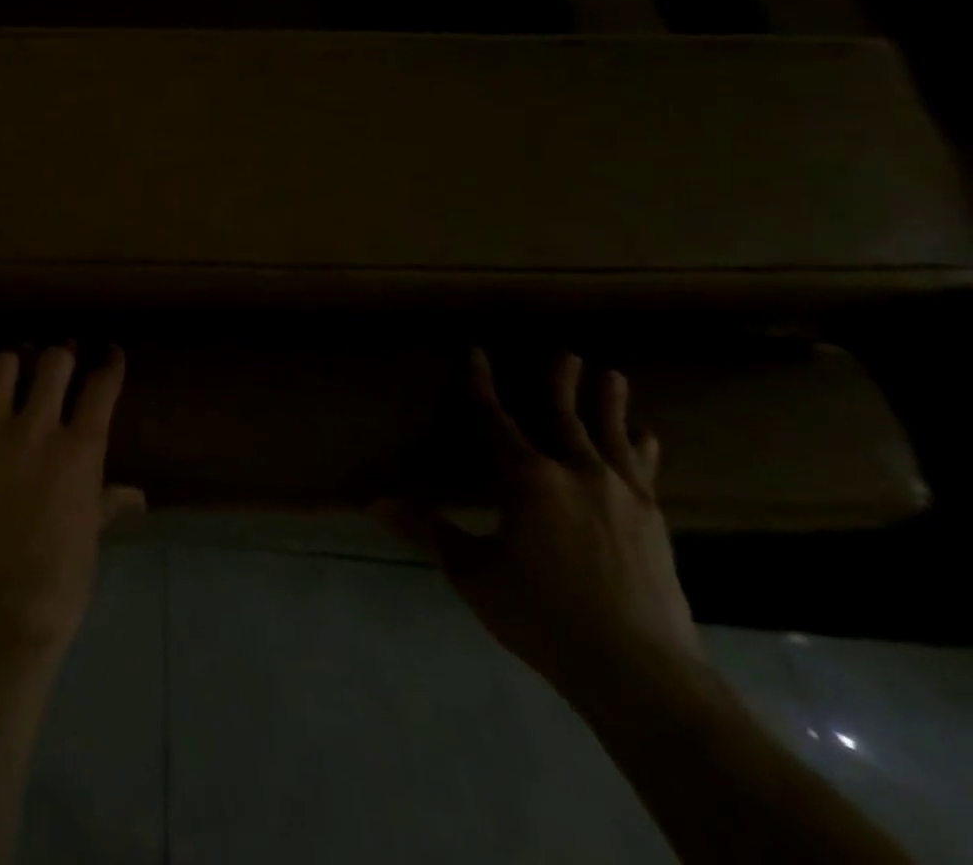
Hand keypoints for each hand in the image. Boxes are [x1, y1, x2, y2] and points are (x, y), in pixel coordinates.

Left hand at [0, 345, 146, 652]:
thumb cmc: (58, 584)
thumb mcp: (90, 539)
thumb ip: (107, 504)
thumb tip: (135, 495)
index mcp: (80, 451)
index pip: (101, 387)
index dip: (108, 362)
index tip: (108, 352)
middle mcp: (36, 431)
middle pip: (53, 362)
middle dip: (61, 353)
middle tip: (60, 356)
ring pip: (0, 367)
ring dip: (12, 359)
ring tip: (13, 362)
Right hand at [379, 351, 705, 705]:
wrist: (641, 673)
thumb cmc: (542, 616)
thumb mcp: (472, 571)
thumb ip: (427, 529)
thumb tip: (373, 501)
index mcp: (528, 479)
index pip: (496, 419)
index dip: (482, 385)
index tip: (477, 352)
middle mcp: (576, 473)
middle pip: (563, 416)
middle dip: (559, 382)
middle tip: (565, 351)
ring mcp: (622, 496)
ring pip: (610, 436)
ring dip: (608, 403)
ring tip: (611, 375)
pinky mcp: (653, 521)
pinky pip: (644, 470)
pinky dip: (641, 447)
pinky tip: (647, 436)